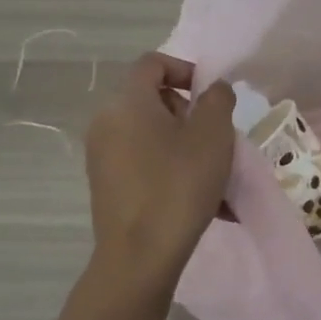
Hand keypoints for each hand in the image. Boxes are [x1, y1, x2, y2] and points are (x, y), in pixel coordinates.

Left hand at [84, 53, 235, 287]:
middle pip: (153, 101)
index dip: (185, 69)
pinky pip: (144, 164)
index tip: (211, 97)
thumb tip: (213, 89)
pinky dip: (171, 171)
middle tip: (217, 142)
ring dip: (186, 147)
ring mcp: (102, 156)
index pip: (153, 63)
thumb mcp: (213, 135)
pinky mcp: (106, 185)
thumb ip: (218, 100)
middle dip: (190, 115)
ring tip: (217, 180)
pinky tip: (202, 203)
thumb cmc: (179, 185)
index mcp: (128, 102)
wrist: (140, 256)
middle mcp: (107, 122)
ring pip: (152, 136)